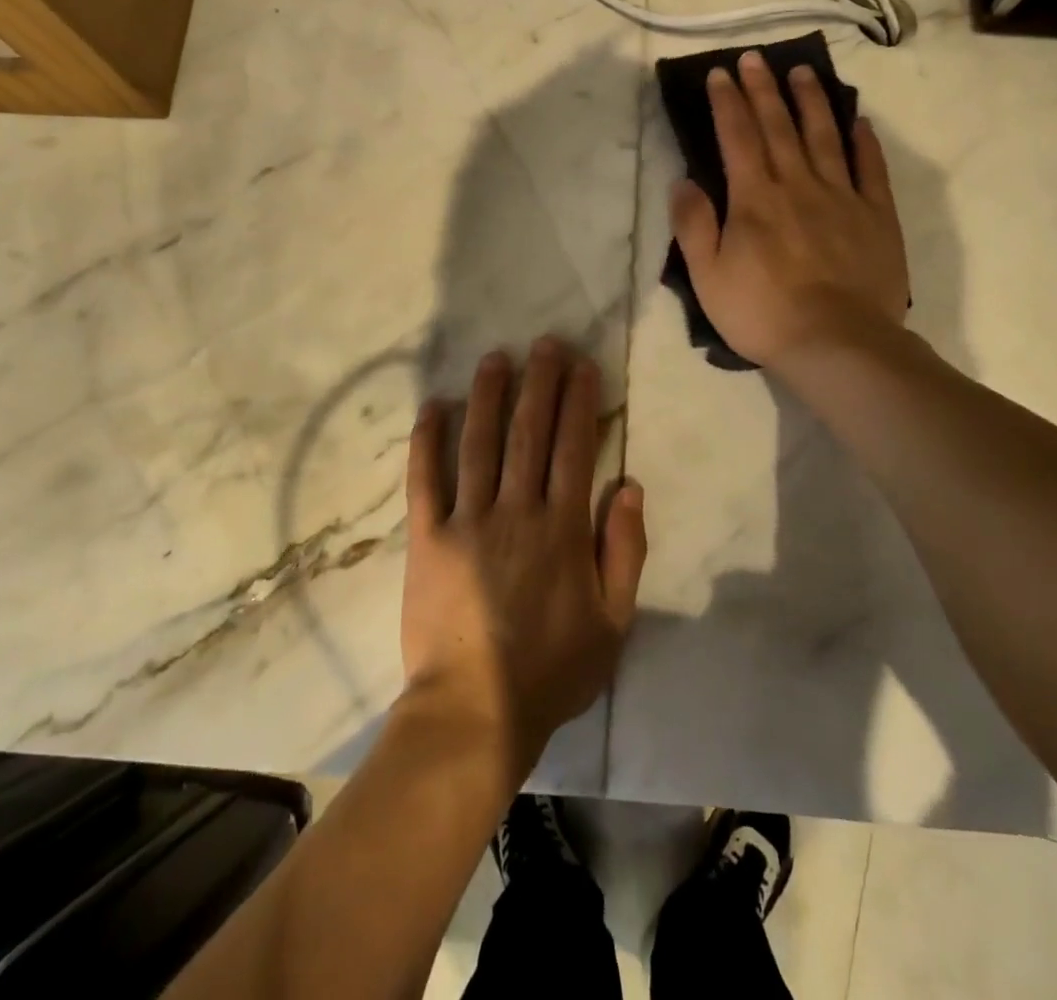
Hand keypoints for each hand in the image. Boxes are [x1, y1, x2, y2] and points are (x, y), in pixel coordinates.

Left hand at [401, 340, 647, 777]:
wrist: (474, 712)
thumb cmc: (551, 671)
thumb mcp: (613, 622)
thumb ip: (625, 550)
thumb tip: (631, 485)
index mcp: (562, 528)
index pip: (574, 448)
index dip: (579, 401)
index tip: (582, 365)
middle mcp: (516, 511)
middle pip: (529, 433)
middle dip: (539, 382)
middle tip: (544, 343)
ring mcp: (466, 521)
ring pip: (478, 443)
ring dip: (488, 396)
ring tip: (496, 359)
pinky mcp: (426, 538)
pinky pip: (425, 479)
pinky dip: (428, 440)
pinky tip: (434, 406)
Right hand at [670, 50, 910, 373]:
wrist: (837, 343)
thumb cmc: (762, 314)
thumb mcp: (708, 277)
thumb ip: (694, 225)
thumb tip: (683, 181)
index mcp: (754, 199)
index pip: (736, 138)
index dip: (726, 103)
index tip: (720, 73)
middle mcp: (797, 185)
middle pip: (778, 126)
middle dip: (763, 89)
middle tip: (755, 58)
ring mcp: (842, 197)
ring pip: (824, 136)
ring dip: (811, 101)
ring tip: (803, 71)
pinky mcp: (876, 216)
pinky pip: (869, 169)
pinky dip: (863, 142)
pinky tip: (857, 121)